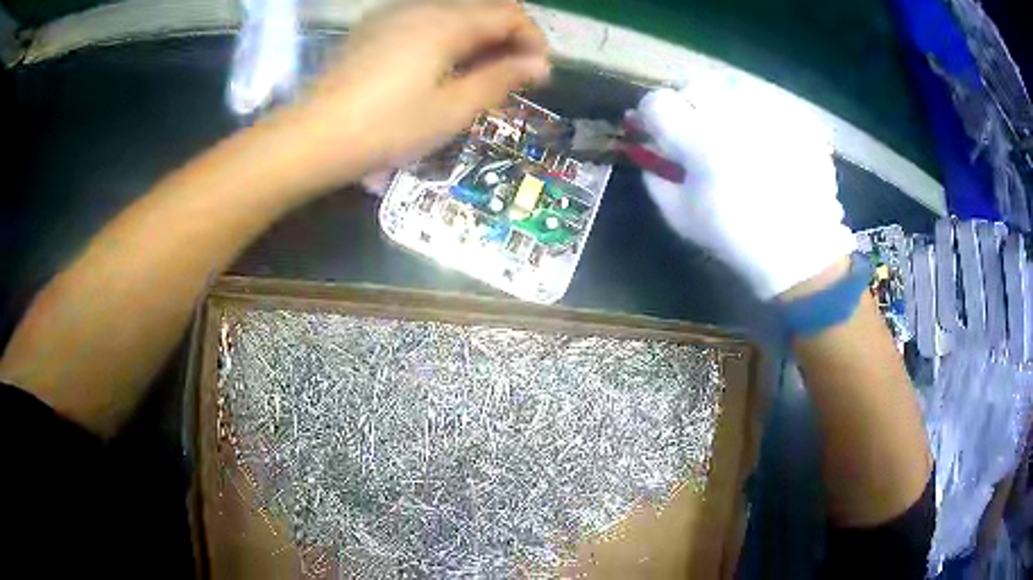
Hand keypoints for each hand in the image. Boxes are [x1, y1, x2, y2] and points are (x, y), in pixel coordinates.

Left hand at [279, 0, 549, 189]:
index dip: (532, 39)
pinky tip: (440, 68)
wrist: (312, 138)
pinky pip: (424, 22)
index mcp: (446, 22)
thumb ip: (499, 80)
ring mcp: (392, 15)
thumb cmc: (386, 127)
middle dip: (507, 38)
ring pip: (453, 14)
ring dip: (477, 38)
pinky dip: (446, 39)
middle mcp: (421, 7)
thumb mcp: (451, 109)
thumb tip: (539, 65)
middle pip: (482, 8)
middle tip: (512, 77)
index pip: (508, 13)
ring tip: (478, 77)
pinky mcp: (373, 29)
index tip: (538, 73)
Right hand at [635, 76, 854, 299]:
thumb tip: (651, 152)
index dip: (653, 114)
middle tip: (698, 125)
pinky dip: (759, 112)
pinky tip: (766, 138)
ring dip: (724, 99)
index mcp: (699, 141)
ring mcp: (770, 114)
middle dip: (689, 101)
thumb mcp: (682, 217)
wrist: (801, 251)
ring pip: (732, 83)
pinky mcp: (797, 119)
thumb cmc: (736, 238)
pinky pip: (768, 99)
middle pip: (695, 83)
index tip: (659, 129)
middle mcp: (734, 116)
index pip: (658, 101)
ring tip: (734, 125)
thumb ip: (656, 179)